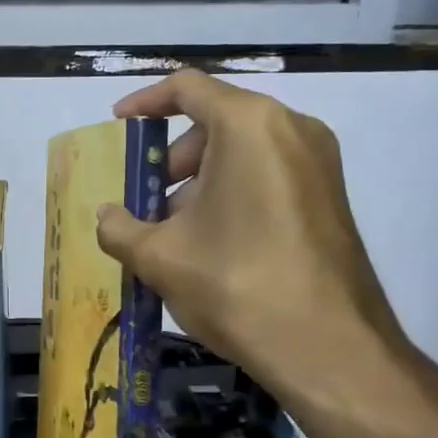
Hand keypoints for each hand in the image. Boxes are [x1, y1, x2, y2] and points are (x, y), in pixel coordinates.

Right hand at [93, 71, 429, 432]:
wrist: (331, 349)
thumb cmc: (236, 284)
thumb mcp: (159, 256)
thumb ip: (119, 228)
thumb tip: (107, 217)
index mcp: (249, 125)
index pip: (187, 87)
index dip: (144, 102)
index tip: (118, 127)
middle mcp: (291, 129)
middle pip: (215, 121)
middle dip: (171, 157)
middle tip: (144, 199)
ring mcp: (319, 163)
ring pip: (242, 151)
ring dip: (199, 180)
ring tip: (172, 232)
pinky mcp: (330, 197)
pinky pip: (268, 174)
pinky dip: (231, 192)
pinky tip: (211, 244)